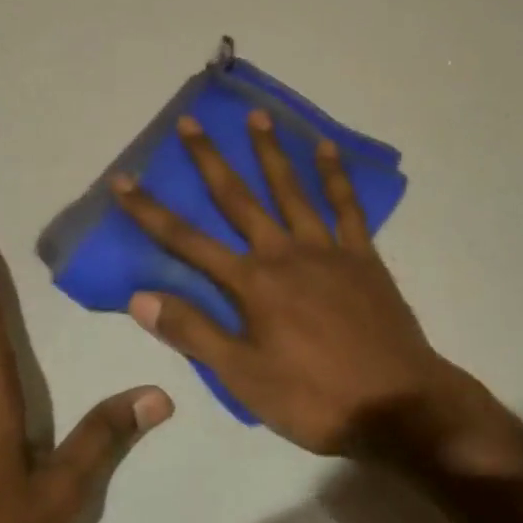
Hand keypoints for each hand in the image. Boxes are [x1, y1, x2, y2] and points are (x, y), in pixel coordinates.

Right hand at [111, 113, 491, 458]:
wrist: (398, 406)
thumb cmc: (314, 398)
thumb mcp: (243, 378)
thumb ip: (194, 332)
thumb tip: (140, 297)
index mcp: (252, 284)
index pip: (187, 241)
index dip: (151, 212)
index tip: (124, 180)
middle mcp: (284, 253)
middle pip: (238, 198)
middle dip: (209, 160)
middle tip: (191, 121)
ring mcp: (327, 250)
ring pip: (292, 190)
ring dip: (271, 152)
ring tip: (257, 117)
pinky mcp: (363, 256)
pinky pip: (347, 206)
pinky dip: (335, 176)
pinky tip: (326, 148)